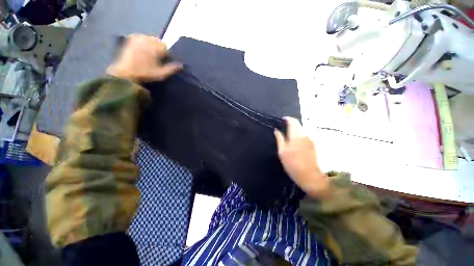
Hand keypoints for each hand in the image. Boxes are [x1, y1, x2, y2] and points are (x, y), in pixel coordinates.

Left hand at [107, 34, 182, 81]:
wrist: (125, 73)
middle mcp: (147, 39)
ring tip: (149, 54)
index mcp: (155, 47)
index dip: (166, 55)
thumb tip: (182, 65)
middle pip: (158, 41)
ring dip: (152, 45)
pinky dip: (143, 42)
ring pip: (149, 38)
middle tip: (157, 58)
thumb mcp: (161, 74)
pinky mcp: (130, 39)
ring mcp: (138, 38)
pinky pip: (140, 37)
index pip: (166, 47)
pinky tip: (141, 49)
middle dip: (159, 48)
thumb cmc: (145, 74)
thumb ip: (172, 69)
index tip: (164, 61)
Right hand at [274, 117, 329, 198]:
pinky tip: (295, 141)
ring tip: (288, 134)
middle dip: (291, 123)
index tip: (282, 119)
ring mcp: (310, 140)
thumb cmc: (292, 164)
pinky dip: (299, 135)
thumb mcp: (282, 152)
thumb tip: (276, 130)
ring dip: (295, 129)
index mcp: (295, 136)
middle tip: (284, 126)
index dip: (288, 119)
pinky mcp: (312, 144)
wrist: (309, 175)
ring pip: (302, 130)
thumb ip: (279, 139)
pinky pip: (304, 135)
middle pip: (298, 124)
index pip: (293, 122)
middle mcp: (304, 135)